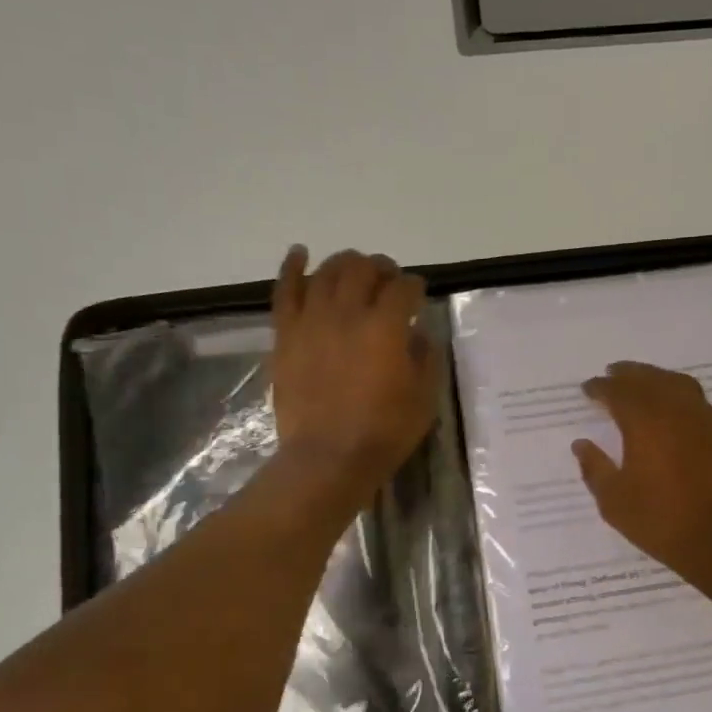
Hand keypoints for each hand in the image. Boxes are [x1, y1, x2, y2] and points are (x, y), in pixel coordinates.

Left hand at [270, 246, 439, 497]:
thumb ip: (426, 358)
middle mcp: (347, 313)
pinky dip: (292, 267)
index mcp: (385, 327)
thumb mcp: (424, 398)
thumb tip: (418, 334)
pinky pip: (286, 290)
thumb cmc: (383, 432)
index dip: (415, 287)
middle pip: (364, 269)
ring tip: (354, 269)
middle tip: (388, 280)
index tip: (418, 295)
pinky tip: (300, 253)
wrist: (327, 458)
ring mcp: (312, 321)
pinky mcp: (286, 335)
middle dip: (381, 268)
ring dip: (345, 264)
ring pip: (327, 273)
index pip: (404, 288)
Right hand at [572, 362, 711, 589]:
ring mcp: (704, 420)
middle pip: (649, 379)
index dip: (600, 388)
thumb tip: (581, 445)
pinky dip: (682, 394)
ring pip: (678, 384)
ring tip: (644, 381)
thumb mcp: (614, 501)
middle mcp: (675, 412)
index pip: (618, 393)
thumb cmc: (660, 521)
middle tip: (612, 373)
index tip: (587, 388)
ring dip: (657, 377)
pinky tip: (677, 406)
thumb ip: (595, 468)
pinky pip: (700, 401)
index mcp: (644, 423)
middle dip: (627, 374)